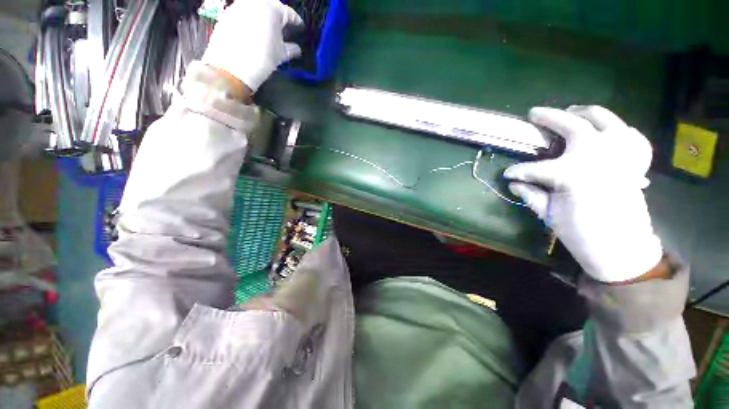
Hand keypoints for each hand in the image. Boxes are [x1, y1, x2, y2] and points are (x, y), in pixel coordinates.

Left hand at [202, 0, 303, 92]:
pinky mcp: (227, 14)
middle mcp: (255, 2)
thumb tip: (296, 49)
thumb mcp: (280, 55)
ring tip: (268, 34)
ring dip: (264, 19)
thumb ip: (291, 49)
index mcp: (272, 8)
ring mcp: (239, 6)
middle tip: (284, 32)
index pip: (290, 13)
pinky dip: (251, 22)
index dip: (297, 23)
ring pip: (257, 10)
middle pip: (272, 7)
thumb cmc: (262, 59)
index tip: (300, 30)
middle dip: (279, 19)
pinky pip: (244, 15)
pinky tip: (254, 35)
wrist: (232, 68)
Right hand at [504, 106, 662, 282]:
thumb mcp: (549, 215)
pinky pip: (629, 134)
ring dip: (585, 113)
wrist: (623, 249)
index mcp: (572, 173)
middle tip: (536, 114)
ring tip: (572, 112)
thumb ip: (529, 193)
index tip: (507, 174)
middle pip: (573, 126)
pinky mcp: (635, 160)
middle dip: (550, 118)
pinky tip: (607, 131)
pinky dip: (617, 128)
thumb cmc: (582, 233)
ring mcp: (621, 153)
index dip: (518, 172)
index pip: (534, 169)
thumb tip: (513, 182)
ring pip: (605, 119)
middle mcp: (599, 155)